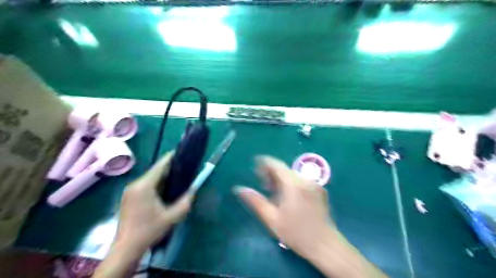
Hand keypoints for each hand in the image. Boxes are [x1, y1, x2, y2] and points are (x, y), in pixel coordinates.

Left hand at [116, 152, 192, 255]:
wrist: (126, 248)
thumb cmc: (149, 231)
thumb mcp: (172, 217)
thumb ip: (185, 202)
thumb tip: (194, 189)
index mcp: (144, 186)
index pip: (160, 166)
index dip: (171, 157)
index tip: (181, 151)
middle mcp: (135, 184)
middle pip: (155, 171)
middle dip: (169, 167)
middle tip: (184, 166)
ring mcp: (130, 190)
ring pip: (150, 178)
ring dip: (163, 176)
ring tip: (178, 175)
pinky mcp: (129, 196)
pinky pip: (146, 184)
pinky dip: (157, 183)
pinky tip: (166, 187)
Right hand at [234, 156, 334, 258]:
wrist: (325, 245)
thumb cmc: (296, 233)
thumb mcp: (272, 218)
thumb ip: (255, 201)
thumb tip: (239, 189)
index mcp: (293, 184)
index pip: (276, 165)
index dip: (264, 162)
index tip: (254, 166)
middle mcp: (305, 180)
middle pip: (285, 170)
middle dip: (271, 173)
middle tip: (261, 183)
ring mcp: (314, 185)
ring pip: (293, 175)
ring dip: (281, 179)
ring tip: (272, 191)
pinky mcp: (320, 191)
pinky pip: (301, 182)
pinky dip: (291, 184)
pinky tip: (287, 196)